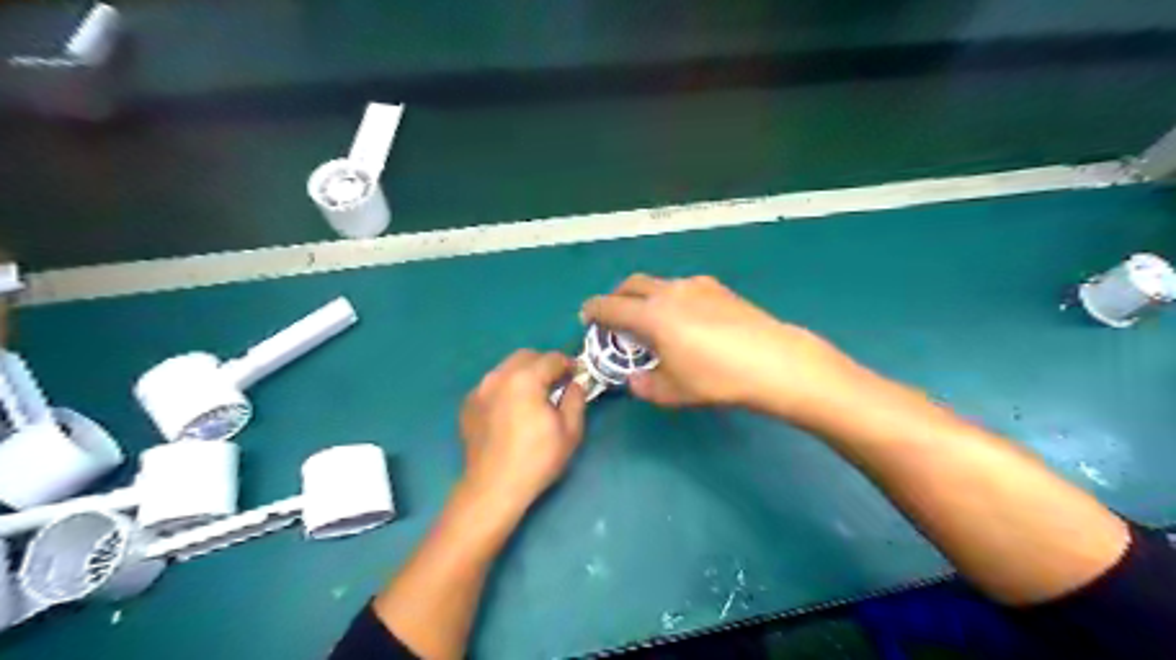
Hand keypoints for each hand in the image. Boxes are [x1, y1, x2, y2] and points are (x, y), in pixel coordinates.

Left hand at [460, 350, 588, 508]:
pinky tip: (512, 410)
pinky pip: (492, 385)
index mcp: (525, 379)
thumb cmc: (536, 459)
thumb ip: (576, 399)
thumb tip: (576, 384)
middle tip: (557, 384)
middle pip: (526, 356)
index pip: (552, 359)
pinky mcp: (468, 404)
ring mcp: (479, 389)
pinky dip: (506, 388)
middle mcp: (498, 376)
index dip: (569, 365)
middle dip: (545, 364)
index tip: (577, 377)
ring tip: (534, 397)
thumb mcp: (569, 431)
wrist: (493, 488)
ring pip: (506, 368)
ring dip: (524, 374)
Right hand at [580, 273, 860, 420]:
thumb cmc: (717, 378)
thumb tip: (635, 380)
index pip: (609, 306)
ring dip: (645, 297)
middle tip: (616, 317)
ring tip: (654, 320)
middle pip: (631, 284)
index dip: (593, 311)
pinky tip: (687, 319)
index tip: (587, 318)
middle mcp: (669, 292)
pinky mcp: (718, 288)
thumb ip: (646, 385)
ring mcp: (696, 286)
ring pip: (658, 284)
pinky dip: (671, 298)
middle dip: (617, 297)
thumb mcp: (674, 392)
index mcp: (651, 316)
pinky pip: (683, 287)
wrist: (774, 361)